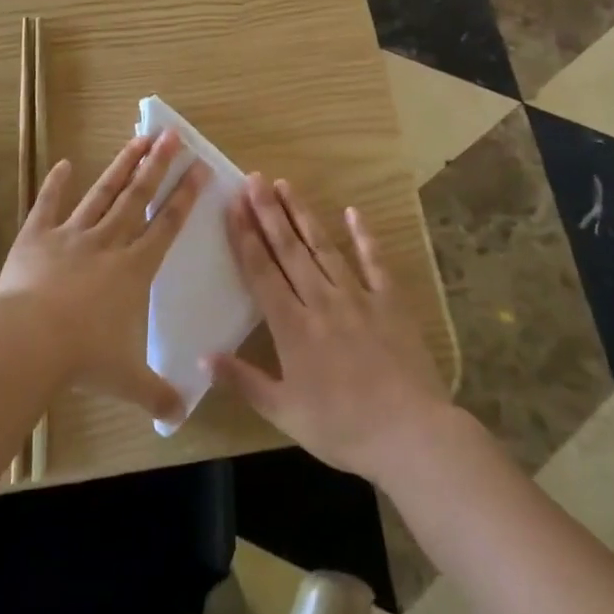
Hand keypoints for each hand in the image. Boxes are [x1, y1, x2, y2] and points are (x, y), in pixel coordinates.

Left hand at [0, 131, 206, 424]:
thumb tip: (179, 416)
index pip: (166, 225)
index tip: (200, 167)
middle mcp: (108, 242)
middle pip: (138, 196)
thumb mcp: (126, 380)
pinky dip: (55, 184)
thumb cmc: (82, 357)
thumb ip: (156, 394)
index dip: (185, 196)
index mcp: (133, 269)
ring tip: (138, 138)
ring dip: (122, 165)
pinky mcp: (37, 237)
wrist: (27, 340)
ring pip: (103, 192)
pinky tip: (63, 163)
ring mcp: (72, 235)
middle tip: (173, 134)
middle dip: (158, 165)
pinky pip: (49, 205)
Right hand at [208, 174, 450, 483]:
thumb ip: (243, 381)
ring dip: (302, 215)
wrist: (410, 434)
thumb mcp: (284, 412)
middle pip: (288, 250)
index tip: (232, 205)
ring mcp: (357, 296)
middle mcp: (320, 301)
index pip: (261, 272)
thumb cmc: (342, 428)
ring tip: (286, 185)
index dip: (244, 236)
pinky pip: (374, 261)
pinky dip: (363, 235)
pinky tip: (353, 211)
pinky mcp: (390, 300)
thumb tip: (203, 355)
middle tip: (254, 179)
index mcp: (292, 327)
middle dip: (268, 212)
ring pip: (323, 247)